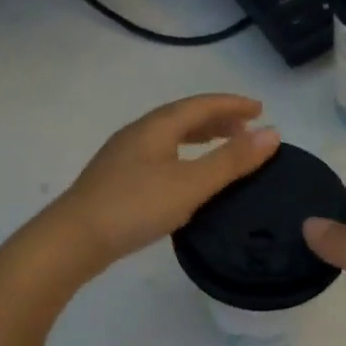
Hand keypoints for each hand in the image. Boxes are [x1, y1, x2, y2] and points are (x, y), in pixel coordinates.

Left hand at [50, 94, 280, 272]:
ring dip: (200, 137)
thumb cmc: (135, 207)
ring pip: (170, 137)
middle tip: (246, 129)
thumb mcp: (191, 184)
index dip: (232, 104)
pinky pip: (160, 155)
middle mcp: (138, 134)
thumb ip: (232, 160)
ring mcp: (123, 157)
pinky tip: (186, 177)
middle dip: (218, 119)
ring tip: (222, 148)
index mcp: (156, 127)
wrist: (72, 240)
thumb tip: (272, 133)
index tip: (261, 109)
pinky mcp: (116, 180)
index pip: (201, 105)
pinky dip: (184, 156)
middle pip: (184, 117)